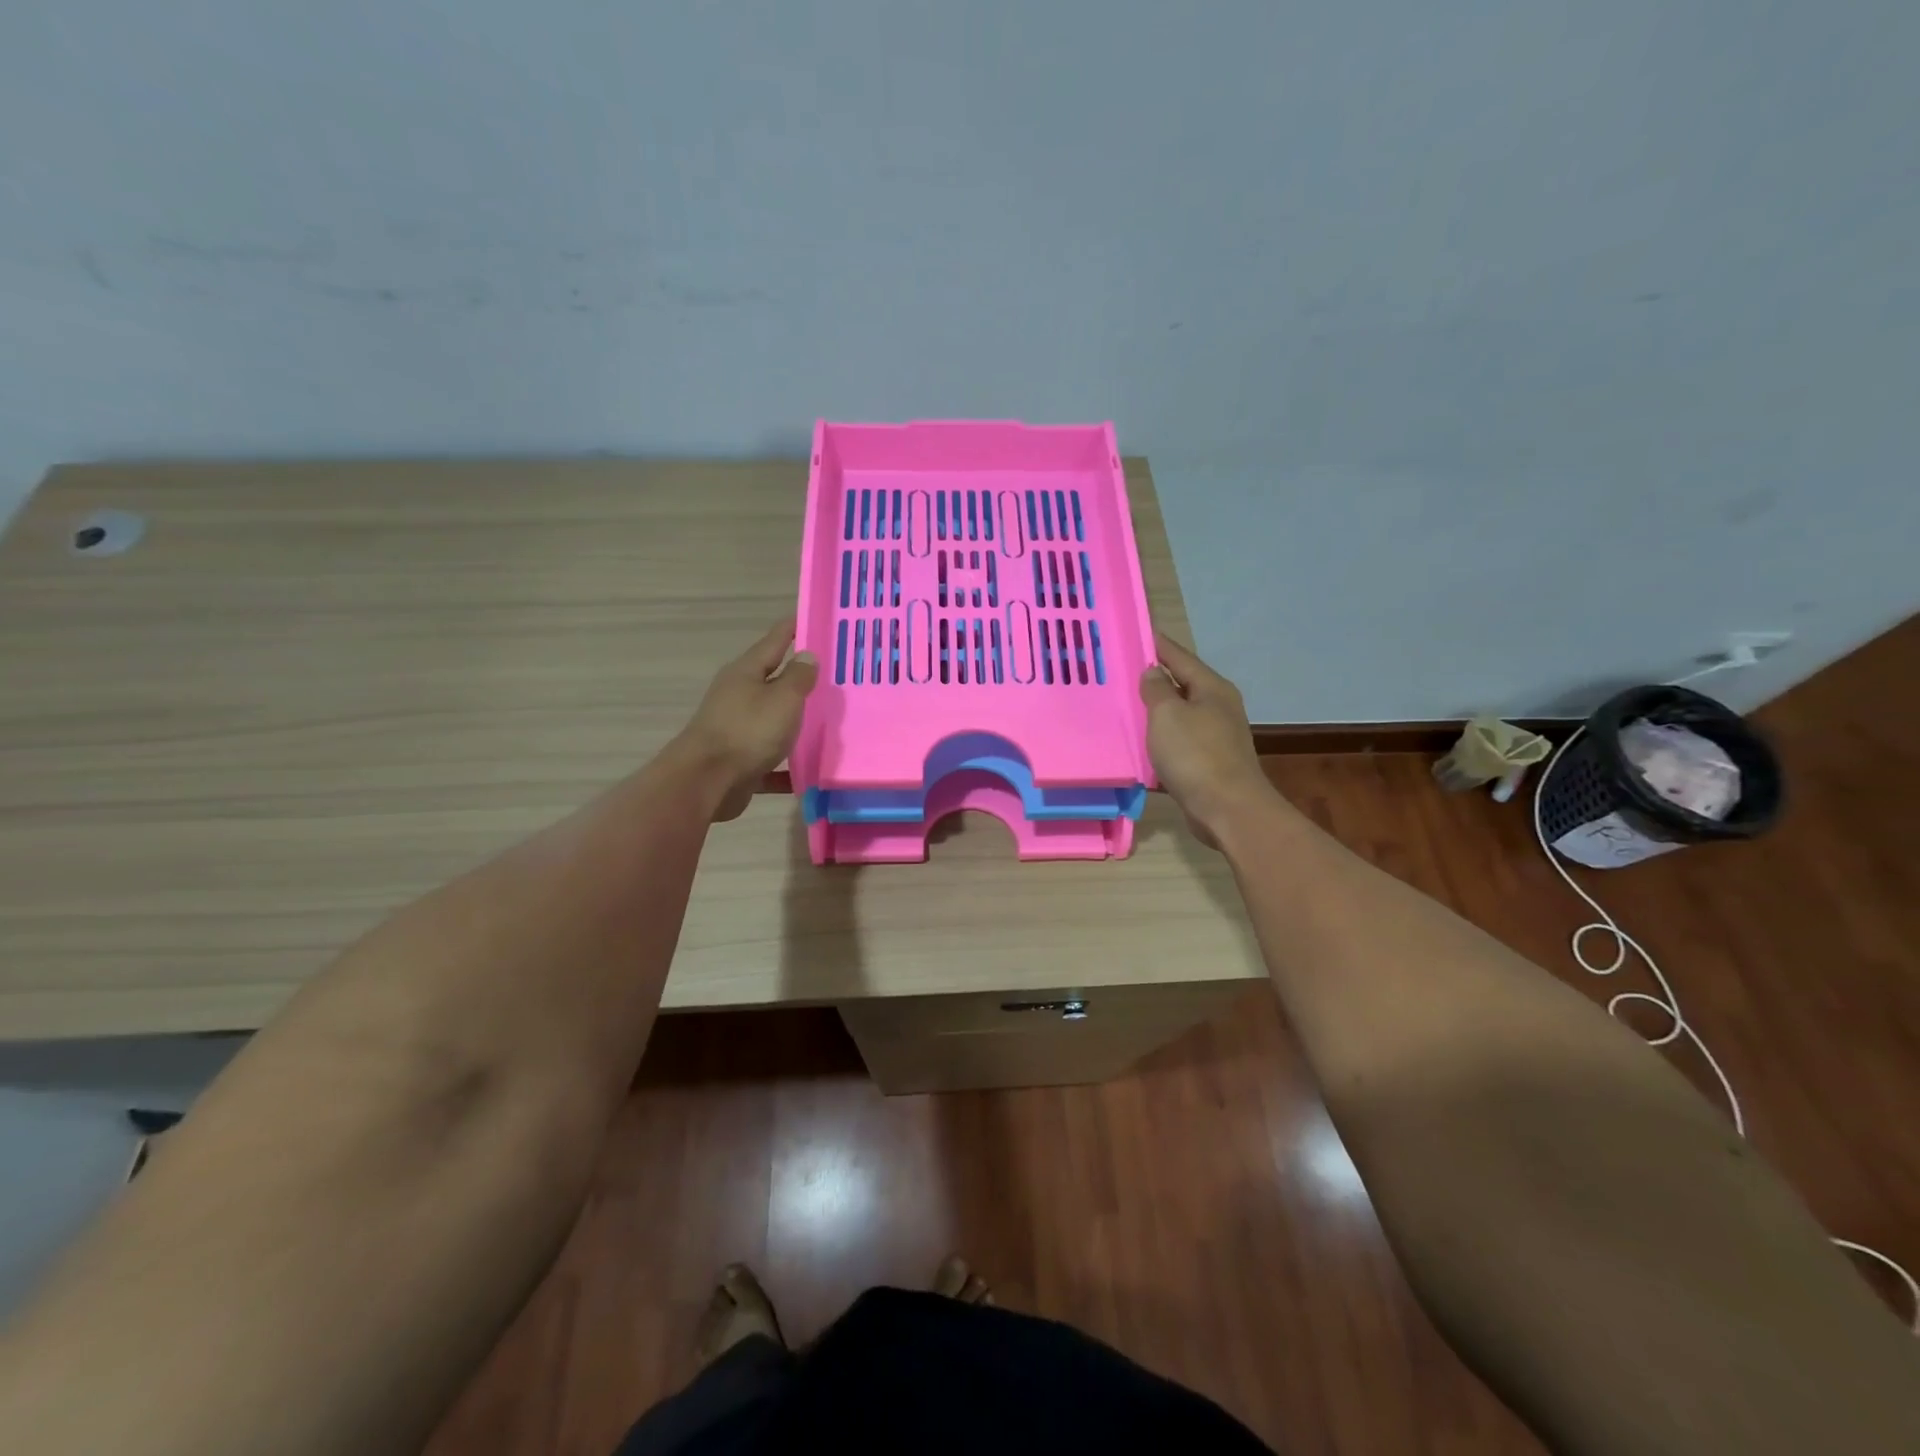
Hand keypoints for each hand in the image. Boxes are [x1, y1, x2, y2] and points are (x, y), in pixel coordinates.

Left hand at [676, 620, 818, 821]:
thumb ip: (798, 677)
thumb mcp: (783, 698)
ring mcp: (736, 729)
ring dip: (795, 722)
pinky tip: (810, 771)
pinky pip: (771, 760)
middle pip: (773, 682)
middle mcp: (738, 696)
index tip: (814, 617)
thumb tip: (807, 656)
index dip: (794, 628)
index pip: (774, 641)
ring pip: (773, 721)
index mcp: (746, 673)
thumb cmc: (748, 731)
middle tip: (833, 674)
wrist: (706, 782)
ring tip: (828, 722)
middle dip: (799, 678)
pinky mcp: (739, 761)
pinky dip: (788, 765)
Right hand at [1139, 633, 1272, 847]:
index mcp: (1211, 688)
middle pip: (1180, 685)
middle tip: (1118, 671)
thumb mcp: (1168, 714)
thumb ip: (1157, 689)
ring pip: (1177, 717)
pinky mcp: (1207, 764)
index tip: (1133, 632)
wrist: (1228, 810)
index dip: (1155, 644)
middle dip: (1152, 679)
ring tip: (1121, 707)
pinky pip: (1177, 744)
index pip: (1179, 656)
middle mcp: (1217, 708)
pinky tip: (1137, 746)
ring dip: (1153, 713)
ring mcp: (1215, 737)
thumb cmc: (1196, 755)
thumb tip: (1153, 672)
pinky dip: (1158, 742)